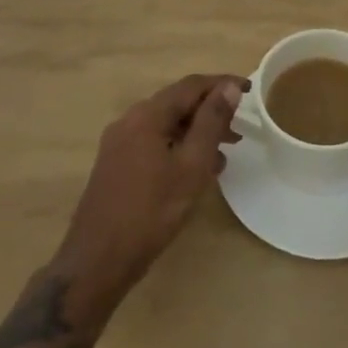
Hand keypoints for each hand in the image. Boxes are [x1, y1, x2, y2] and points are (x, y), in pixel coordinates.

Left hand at [54, 73, 246, 326]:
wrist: (96, 262)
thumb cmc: (150, 212)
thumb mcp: (191, 166)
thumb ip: (211, 122)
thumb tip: (229, 87)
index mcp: (147, 114)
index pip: (191, 85)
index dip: (222, 84)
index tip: (250, 91)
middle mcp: (130, 120)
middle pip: (177, 103)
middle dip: (210, 111)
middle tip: (239, 128)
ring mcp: (119, 143)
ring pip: (166, 125)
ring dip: (196, 132)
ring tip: (224, 154)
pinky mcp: (115, 164)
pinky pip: (154, 142)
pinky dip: (178, 147)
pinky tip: (194, 171)